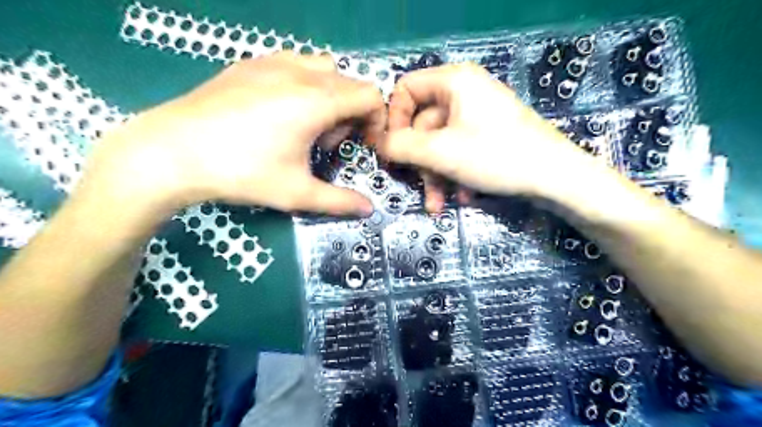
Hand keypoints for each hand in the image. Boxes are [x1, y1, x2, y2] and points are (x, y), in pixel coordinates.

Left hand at [80, 53, 383, 216]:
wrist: (171, 152)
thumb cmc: (241, 172)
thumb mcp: (297, 193)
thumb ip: (339, 201)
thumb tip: (369, 210)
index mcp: (317, 101)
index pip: (370, 95)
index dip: (376, 121)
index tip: (363, 145)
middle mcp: (300, 72)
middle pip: (350, 83)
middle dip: (351, 114)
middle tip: (327, 143)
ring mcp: (273, 62)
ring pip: (324, 69)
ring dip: (330, 96)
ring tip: (305, 125)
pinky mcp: (250, 63)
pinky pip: (295, 64)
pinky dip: (304, 85)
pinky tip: (280, 111)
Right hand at [381, 62, 594, 209]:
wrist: (556, 179)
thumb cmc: (496, 156)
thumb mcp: (440, 152)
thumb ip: (401, 146)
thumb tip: (378, 144)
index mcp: (454, 81)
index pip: (406, 90)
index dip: (394, 120)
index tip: (392, 150)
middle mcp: (464, 92)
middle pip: (422, 124)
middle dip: (419, 161)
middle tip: (418, 185)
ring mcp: (477, 115)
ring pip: (439, 144)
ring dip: (435, 175)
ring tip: (439, 204)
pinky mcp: (487, 135)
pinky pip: (458, 151)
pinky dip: (455, 174)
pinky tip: (464, 196)